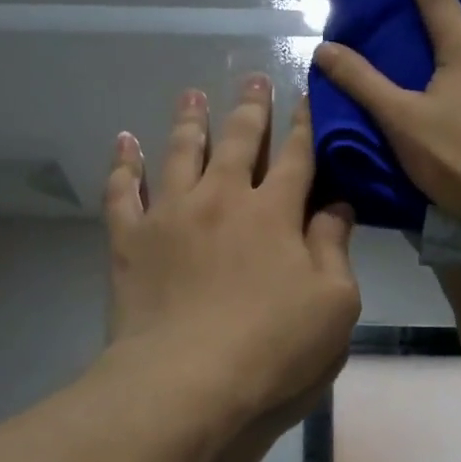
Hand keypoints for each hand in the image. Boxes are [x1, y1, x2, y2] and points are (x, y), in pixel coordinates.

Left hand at [105, 76, 359, 429]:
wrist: (186, 382)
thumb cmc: (274, 349)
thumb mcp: (334, 305)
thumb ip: (335, 248)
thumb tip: (338, 205)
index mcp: (275, 213)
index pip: (296, 157)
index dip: (305, 125)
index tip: (307, 97)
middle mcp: (222, 198)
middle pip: (239, 141)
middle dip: (251, 109)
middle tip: (254, 79)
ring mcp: (171, 214)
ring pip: (181, 151)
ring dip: (190, 119)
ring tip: (192, 93)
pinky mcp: (130, 239)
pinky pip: (122, 191)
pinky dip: (123, 163)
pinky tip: (123, 141)